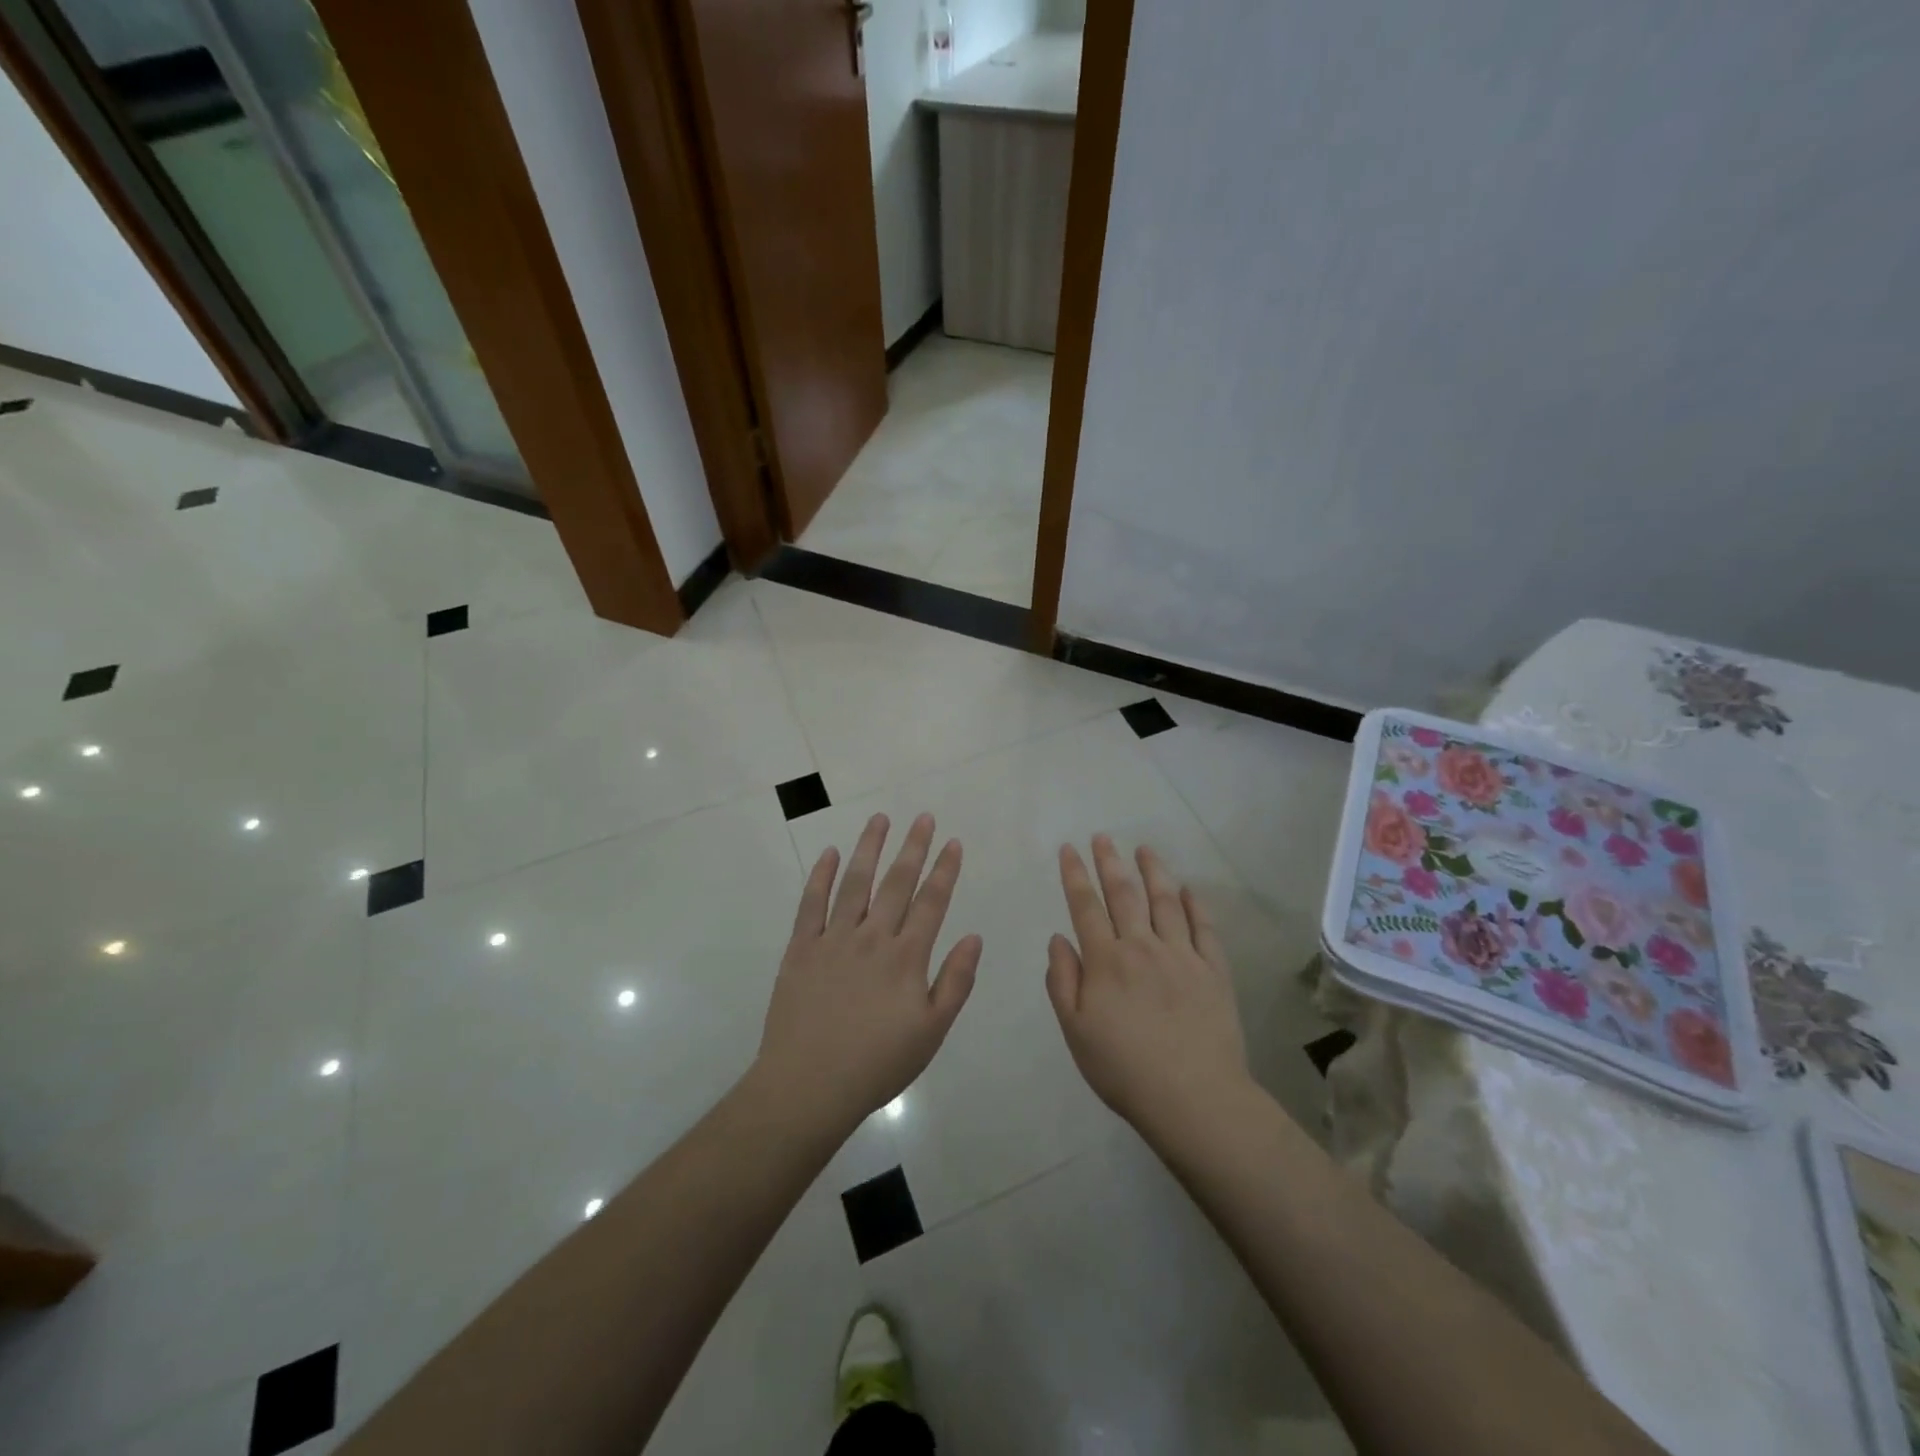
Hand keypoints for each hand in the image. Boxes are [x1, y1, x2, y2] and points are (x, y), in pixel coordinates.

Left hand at [754, 813, 981, 1136]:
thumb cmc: (878, 1063)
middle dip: (913, 847)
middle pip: (897, 883)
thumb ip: (955, 981)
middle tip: (923, 817)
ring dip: (869, 848)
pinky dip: (821, 876)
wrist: (809, 1085)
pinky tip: (829, 853)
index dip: (945, 870)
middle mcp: (872, 937)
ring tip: (880, 819)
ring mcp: (833, 939)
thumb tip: (974, 937)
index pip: (932, 902)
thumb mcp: (931, 1031)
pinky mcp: (801, 949)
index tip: (953, 842)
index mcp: (906, 957)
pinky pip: (811, 904)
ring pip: (855, 883)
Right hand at [1046, 835, 1249, 1140]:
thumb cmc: (1124, 1069)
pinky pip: (1204, 928)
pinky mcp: (1213, 971)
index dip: (1075, 875)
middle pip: (1124, 894)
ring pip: (1164, 901)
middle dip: (1109, 861)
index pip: (1085, 907)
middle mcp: (1142, 947)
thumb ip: (1063, 982)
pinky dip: (1195, 905)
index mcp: (1106, 961)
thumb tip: (1058, 938)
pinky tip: (1188, 890)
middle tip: (1103, 836)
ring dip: (1152, 871)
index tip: (1069, 848)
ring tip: (1144, 849)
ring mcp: (1182, 955)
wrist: (1193, 1098)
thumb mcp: (1076, 1032)